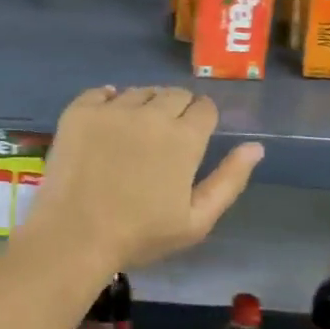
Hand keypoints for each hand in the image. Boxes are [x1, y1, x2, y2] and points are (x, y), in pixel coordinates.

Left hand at [20, 86, 262, 273]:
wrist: (74, 236)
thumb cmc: (139, 235)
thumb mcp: (196, 220)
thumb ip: (229, 180)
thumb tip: (256, 146)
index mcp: (184, 137)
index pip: (204, 107)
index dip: (202, 120)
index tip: (192, 138)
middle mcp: (151, 113)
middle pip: (174, 94)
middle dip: (176, 110)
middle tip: (163, 140)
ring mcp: (112, 109)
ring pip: (139, 92)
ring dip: (143, 106)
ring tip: (132, 135)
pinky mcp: (79, 111)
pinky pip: (101, 92)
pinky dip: (108, 102)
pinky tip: (105, 123)